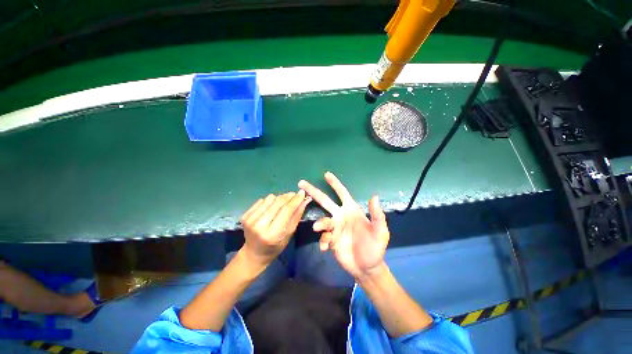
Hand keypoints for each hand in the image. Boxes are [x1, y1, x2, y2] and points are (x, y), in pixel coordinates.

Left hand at [240, 191, 310, 268]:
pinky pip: (261, 200)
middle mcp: (259, 225)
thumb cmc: (276, 246)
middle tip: (294, 195)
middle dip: (288, 196)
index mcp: (273, 234)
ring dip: (278, 198)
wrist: (254, 254)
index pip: (286, 210)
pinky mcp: (245, 215)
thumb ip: (297, 216)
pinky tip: (271, 207)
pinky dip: (269, 201)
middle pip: (278, 202)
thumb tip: (304, 200)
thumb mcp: (289, 234)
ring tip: (282, 204)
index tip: (302, 193)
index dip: (295, 200)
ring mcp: (250, 220)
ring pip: (269, 198)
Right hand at [299, 172, 389, 278]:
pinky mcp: (330, 240)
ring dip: (320, 223)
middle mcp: (341, 216)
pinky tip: (325, 247)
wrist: (367, 267)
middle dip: (314, 191)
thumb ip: (377, 215)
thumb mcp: (380, 231)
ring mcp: (335, 228)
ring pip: (323, 221)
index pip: (342, 193)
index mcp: (352, 210)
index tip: (327, 174)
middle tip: (301, 184)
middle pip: (325, 201)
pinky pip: (323, 237)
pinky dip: (323, 240)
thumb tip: (374, 196)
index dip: (335, 184)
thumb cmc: (375, 247)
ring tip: (318, 228)